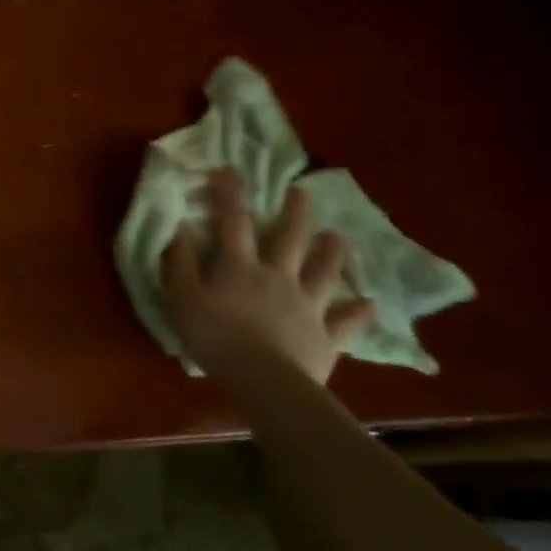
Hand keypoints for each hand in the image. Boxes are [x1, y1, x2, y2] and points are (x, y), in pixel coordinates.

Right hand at [162, 169, 374, 383]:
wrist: (264, 380)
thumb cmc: (215, 336)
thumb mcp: (184, 297)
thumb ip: (182, 262)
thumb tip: (181, 227)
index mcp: (240, 267)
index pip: (233, 222)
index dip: (230, 195)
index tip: (228, 170)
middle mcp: (278, 277)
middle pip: (289, 239)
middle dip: (295, 213)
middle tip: (303, 192)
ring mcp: (307, 305)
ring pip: (323, 272)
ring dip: (332, 252)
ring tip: (339, 235)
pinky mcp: (326, 336)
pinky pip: (346, 322)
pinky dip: (358, 312)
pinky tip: (369, 304)